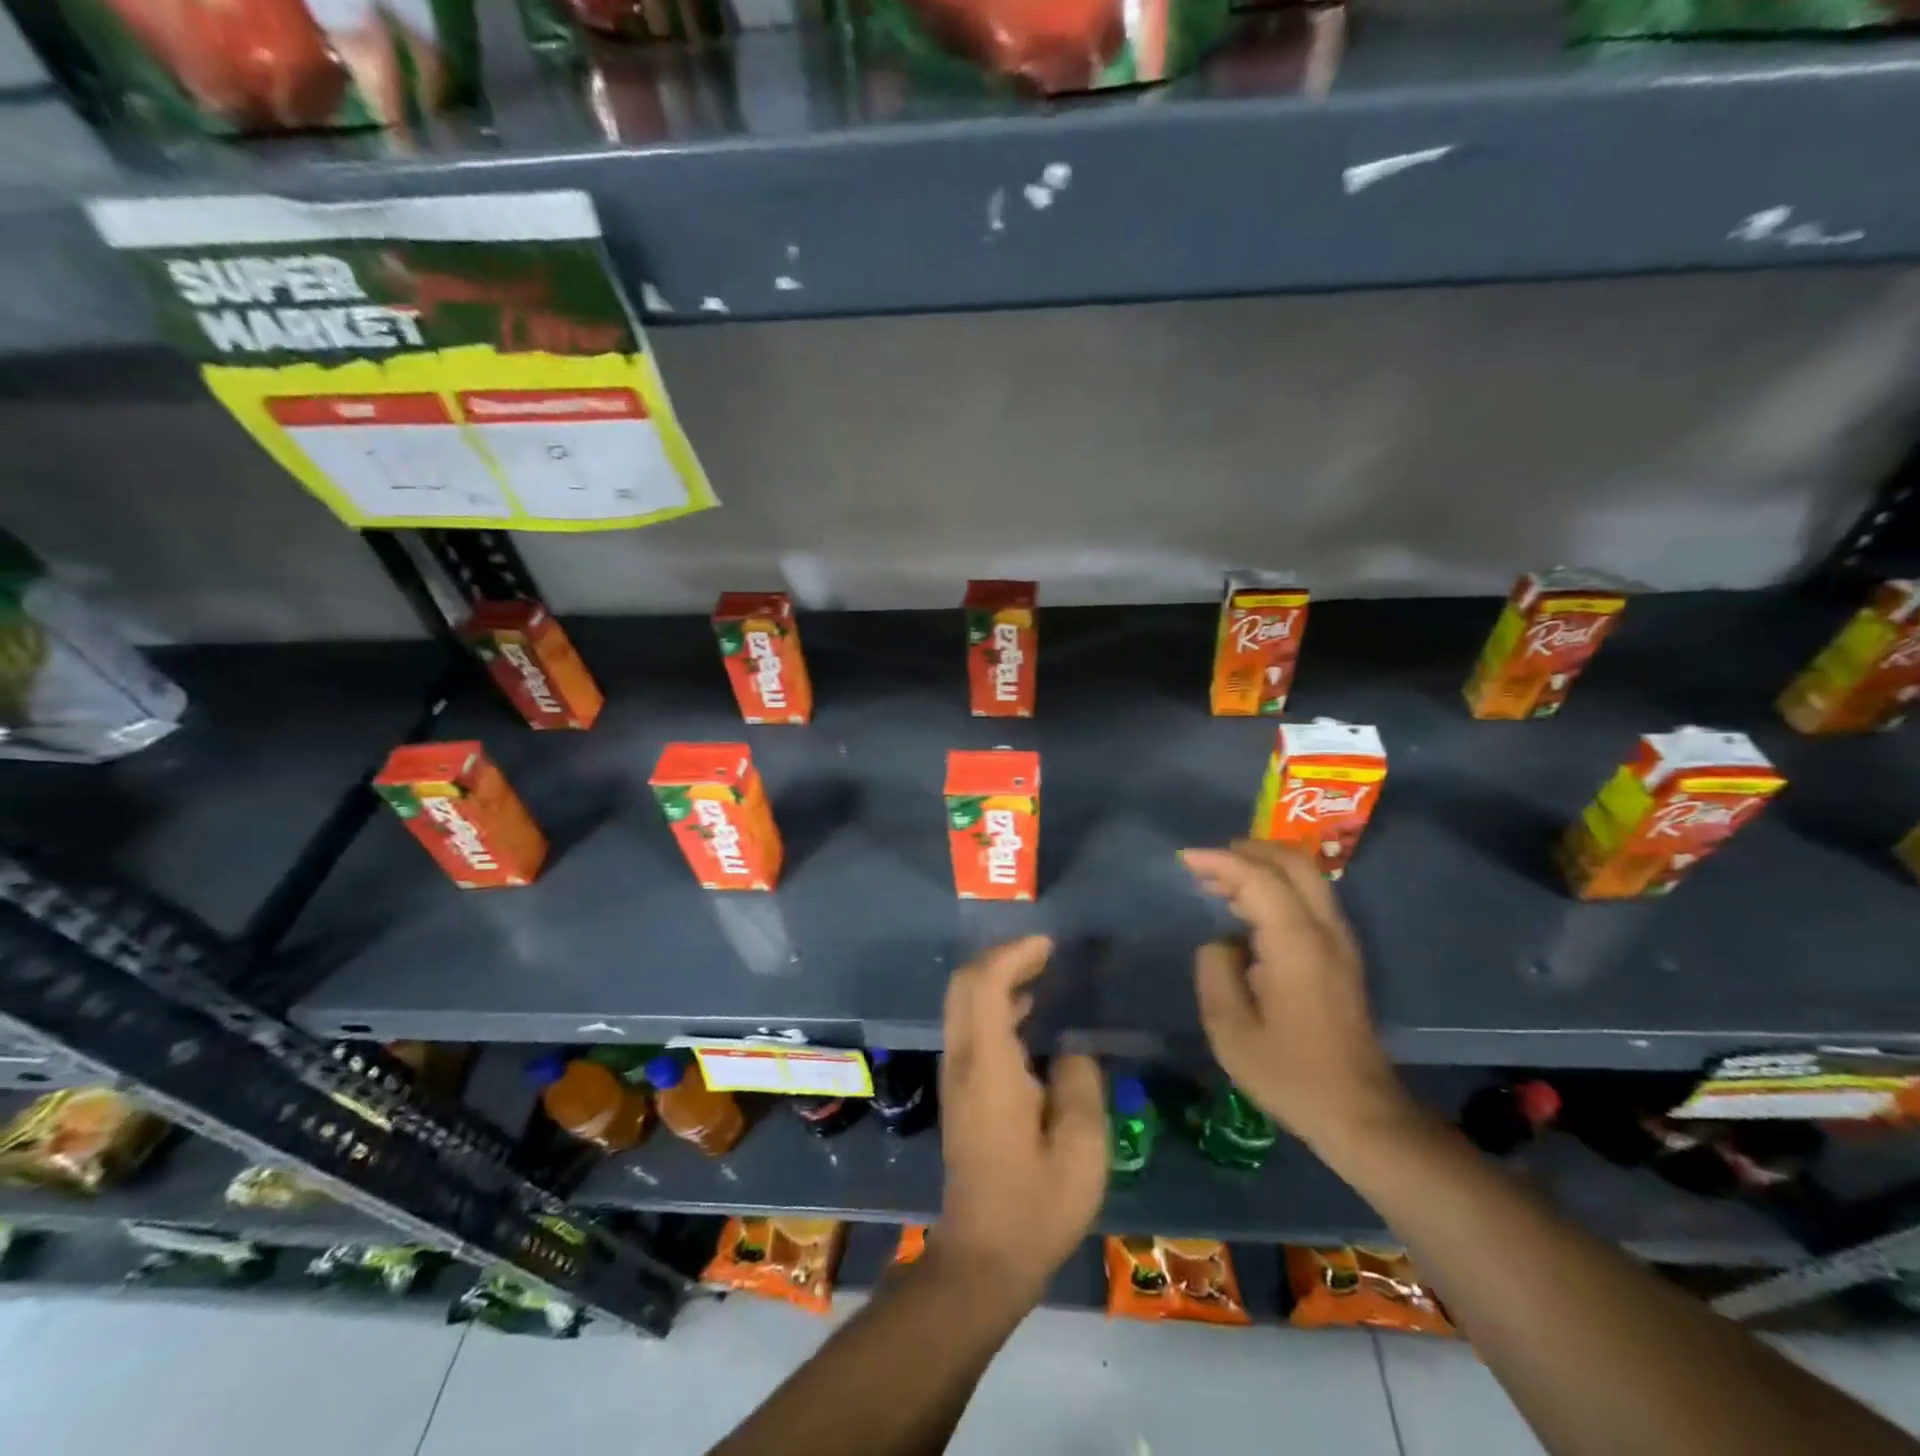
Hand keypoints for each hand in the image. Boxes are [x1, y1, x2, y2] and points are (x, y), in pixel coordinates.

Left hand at [937, 935, 1107, 1299]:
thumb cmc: (1036, 1206)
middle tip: (1043, 951)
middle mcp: (962, 1060)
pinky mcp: (959, 1090)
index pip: (984, 985)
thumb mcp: (1081, 1152)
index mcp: (988, 1066)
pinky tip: (1028, 1013)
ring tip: (1041, 972)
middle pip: (964, 984)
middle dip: (1001, 957)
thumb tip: (1071, 1052)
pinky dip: (995, 1004)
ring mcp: (956, 1075)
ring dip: (997, 978)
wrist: (983, 1258)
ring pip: (963, 1003)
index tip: (1048, 945)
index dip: (1013, 955)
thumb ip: (1080, 1086)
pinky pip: (970, 1025)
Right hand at [1182, 840, 1415, 1160]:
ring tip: (1220, 882)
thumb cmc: (1290, 1073)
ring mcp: (1340, 942)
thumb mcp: (1230, 1030)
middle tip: (1207, 862)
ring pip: (1306, 878)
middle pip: (1293, 863)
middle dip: (1248, 850)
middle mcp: (1325, 931)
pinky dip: (1277, 887)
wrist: (1360, 1113)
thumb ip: (1216, 971)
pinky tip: (1248, 909)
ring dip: (1263, 867)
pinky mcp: (1343, 956)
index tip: (1184, 859)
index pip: (1258, 879)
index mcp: (1296, 944)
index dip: (1219, 862)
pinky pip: (1310, 899)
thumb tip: (1221, 943)